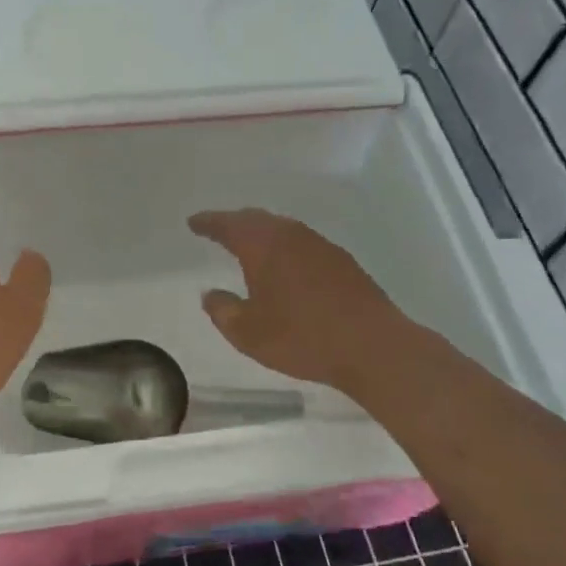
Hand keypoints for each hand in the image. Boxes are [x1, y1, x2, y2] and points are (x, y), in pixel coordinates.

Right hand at [188, 208, 407, 394]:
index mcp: (263, 246)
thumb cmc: (302, 337)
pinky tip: (285, 266)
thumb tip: (210, 294)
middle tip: (218, 229)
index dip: (209, 222)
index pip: (229, 225)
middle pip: (257, 219)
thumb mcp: (248, 333)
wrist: (371, 346)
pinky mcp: (342, 262)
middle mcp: (291, 236)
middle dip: (235, 222)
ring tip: (249, 246)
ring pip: (282, 229)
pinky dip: (285, 247)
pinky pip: (302, 243)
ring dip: (262, 233)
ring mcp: (320, 246)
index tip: (194, 222)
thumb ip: (223, 310)